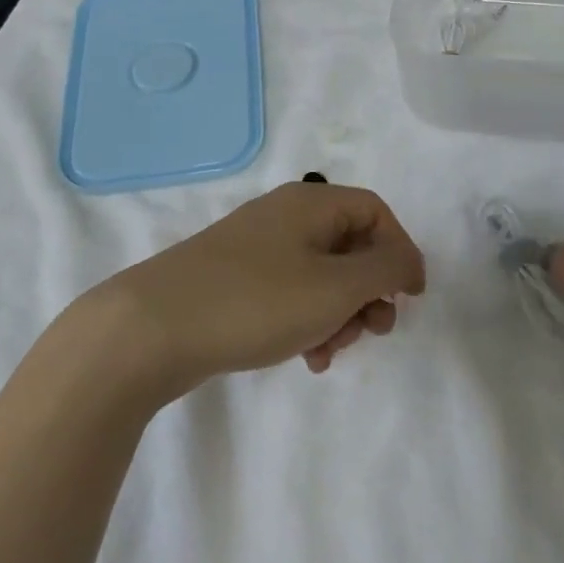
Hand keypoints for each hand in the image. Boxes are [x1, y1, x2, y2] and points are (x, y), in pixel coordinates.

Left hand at [83, 181, 426, 399]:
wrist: (152, 329)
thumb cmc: (256, 301)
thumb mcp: (335, 287)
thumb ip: (385, 270)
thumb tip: (406, 261)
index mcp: (310, 203)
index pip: (376, 211)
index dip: (401, 251)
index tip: (411, 298)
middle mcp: (284, 217)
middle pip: (350, 246)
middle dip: (369, 292)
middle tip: (372, 331)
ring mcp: (256, 249)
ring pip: (321, 276)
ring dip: (339, 315)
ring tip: (330, 352)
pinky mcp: (235, 281)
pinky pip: (289, 295)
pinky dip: (307, 322)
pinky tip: (305, 358)